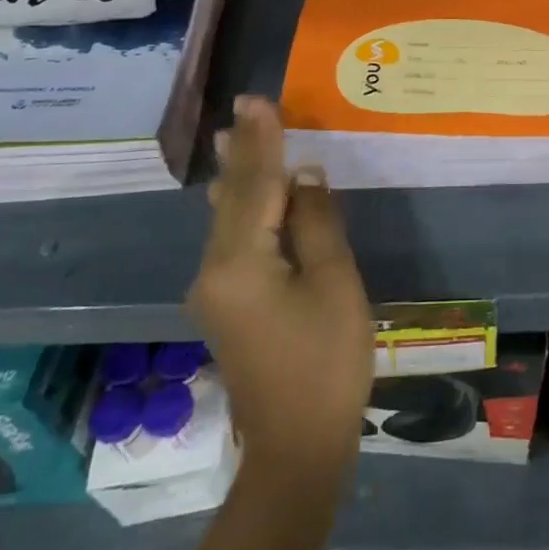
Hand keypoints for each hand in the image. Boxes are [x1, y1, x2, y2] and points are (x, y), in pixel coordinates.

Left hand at [187, 97, 372, 482]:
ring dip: (237, 177)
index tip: (259, 100)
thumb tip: (305, 175)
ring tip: (233, 138)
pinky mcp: (227, 306)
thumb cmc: (326, 362)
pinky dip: (241, 208)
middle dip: (244, 152)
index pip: (256, 185)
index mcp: (240, 262)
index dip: (264, 141)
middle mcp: (215, 271)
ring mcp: (216, 291)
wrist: (295, 449)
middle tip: (242, 109)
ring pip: (226, 219)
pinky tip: (238, 194)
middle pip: (233, 199)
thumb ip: (317, 223)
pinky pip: (230, 241)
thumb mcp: (334, 283)